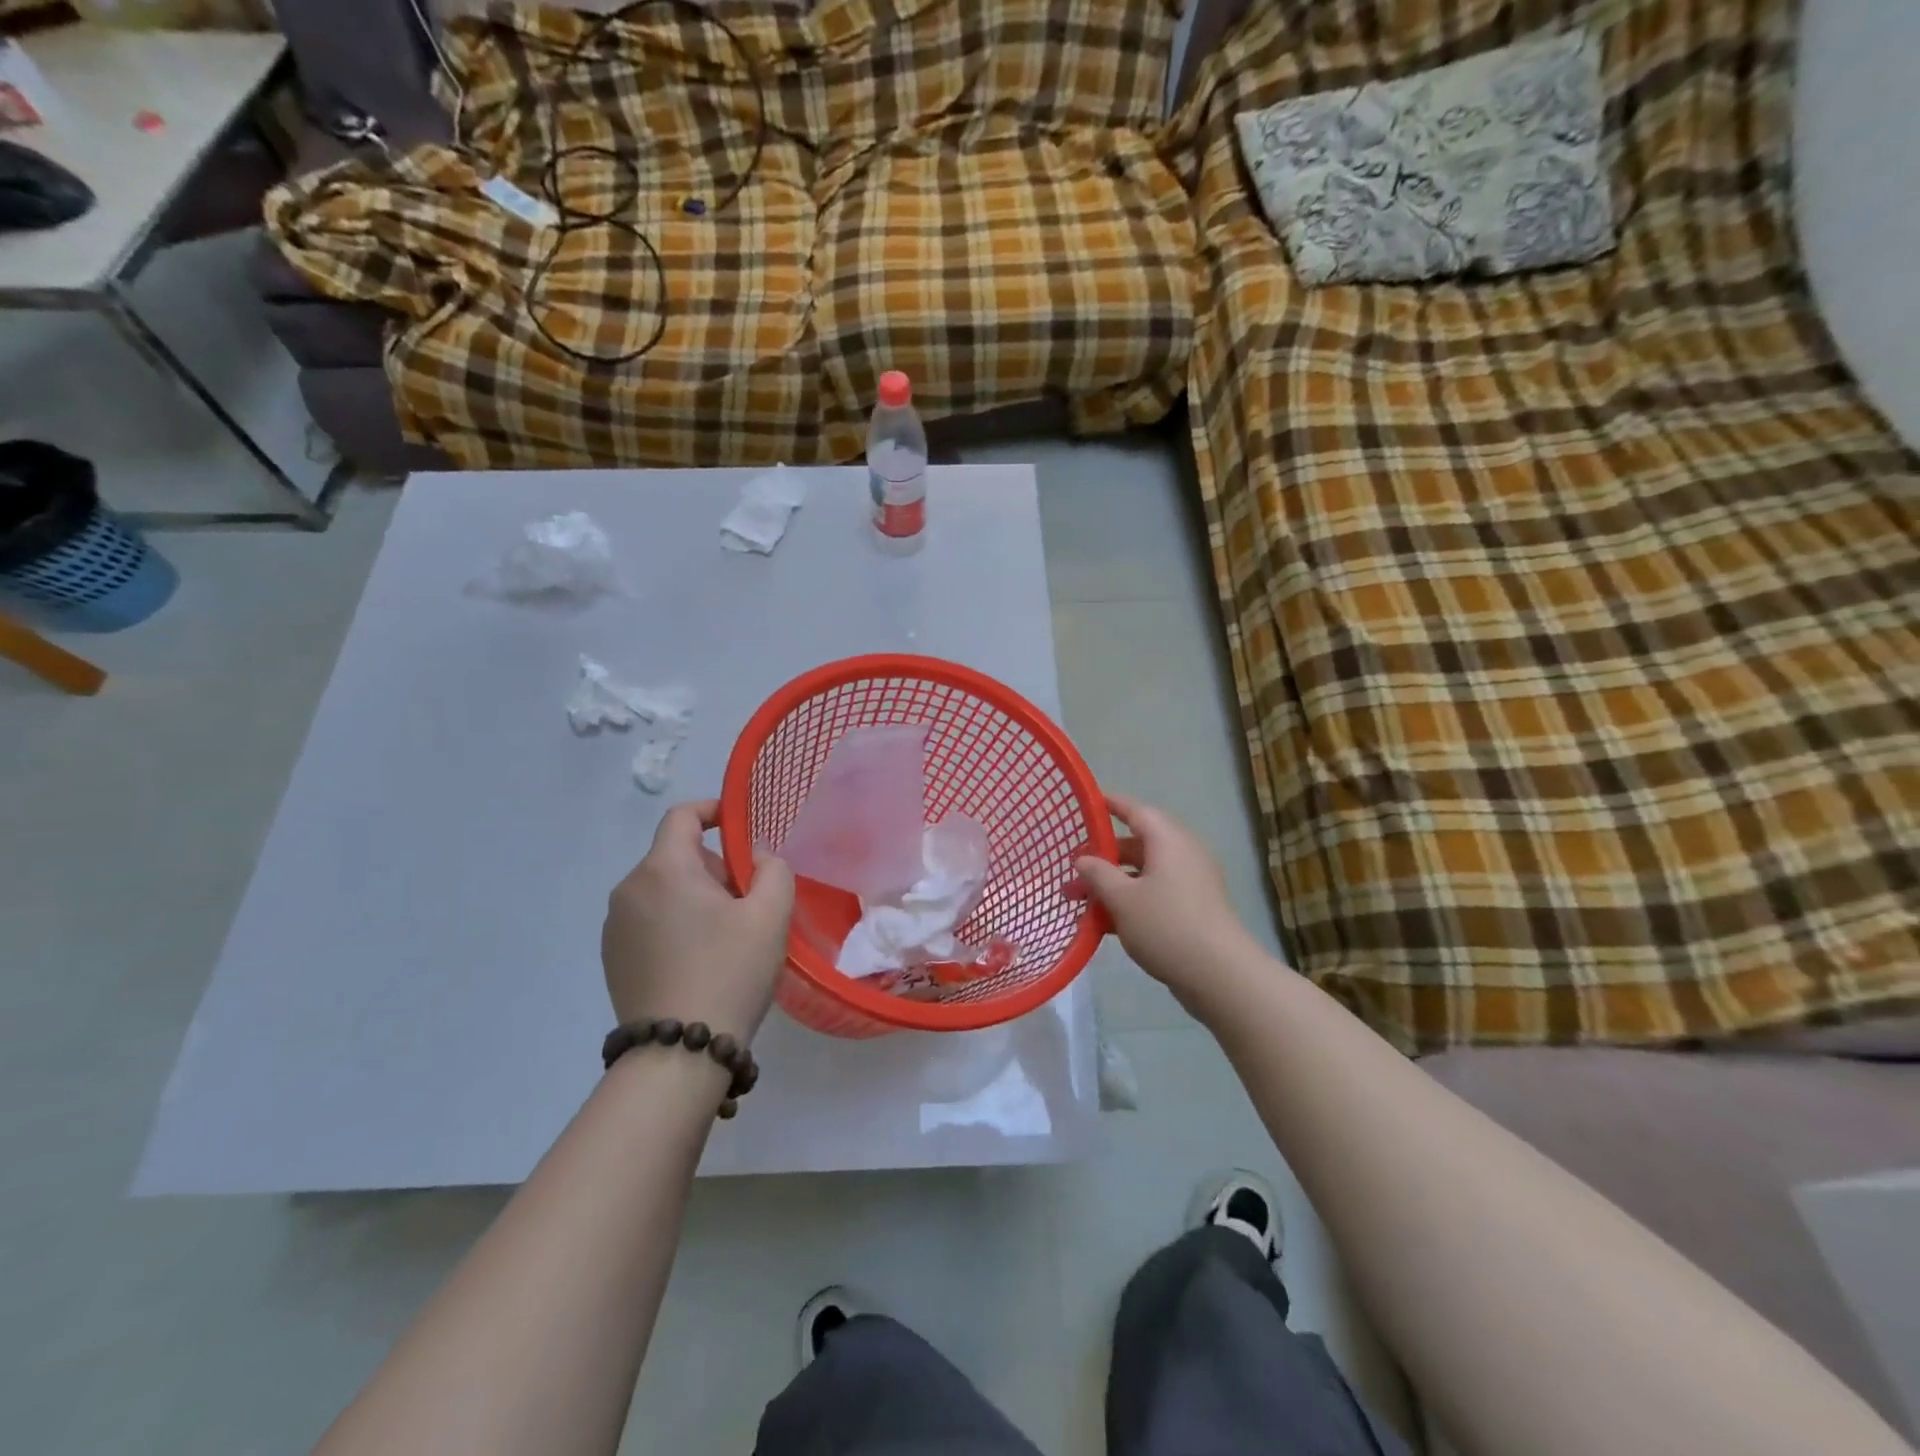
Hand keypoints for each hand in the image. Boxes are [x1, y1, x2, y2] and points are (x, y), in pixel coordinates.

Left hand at [602, 799, 795, 1041]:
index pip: (682, 816)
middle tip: (747, 902)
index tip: (740, 827)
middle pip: (676, 856)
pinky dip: (675, 924)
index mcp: (663, 869)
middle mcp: (629, 889)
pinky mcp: (612, 958)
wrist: (679, 1054)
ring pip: (663, 890)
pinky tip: (699, 962)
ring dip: (695, 897)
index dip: (713, 811)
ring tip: (727, 937)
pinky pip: (649, 921)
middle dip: (714, 867)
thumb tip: (756, 859)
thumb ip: (773, 869)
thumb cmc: (730, 972)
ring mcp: (615, 926)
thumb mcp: (770, 914)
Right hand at [1074, 793, 1262, 1015]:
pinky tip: (1104, 922)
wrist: (1219, 974)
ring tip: (1081, 898)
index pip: (1135, 810)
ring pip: (1145, 872)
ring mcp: (1191, 882)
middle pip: (1139, 842)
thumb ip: (1097, 874)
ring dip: (1114, 882)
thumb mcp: (1121, 898)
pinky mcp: (1194, 908)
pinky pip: (1156, 893)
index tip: (1086, 804)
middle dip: (1105, 854)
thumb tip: (1082, 858)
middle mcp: (1183, 853)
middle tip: (1074, 864)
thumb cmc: (1166, 925)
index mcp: (1168, 840)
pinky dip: (1131, 900)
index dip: (1110, 805)